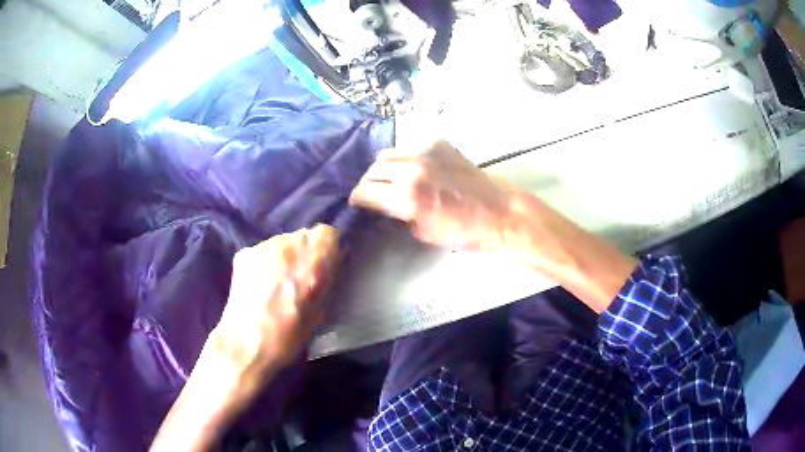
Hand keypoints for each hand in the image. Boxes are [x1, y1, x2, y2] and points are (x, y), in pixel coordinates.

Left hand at [212, 225, 338, 388]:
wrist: (248, 343)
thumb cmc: (291, 335)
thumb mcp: (321, 310)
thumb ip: (327, 281)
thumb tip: (329, 267)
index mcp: (315, 259)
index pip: (327, 233)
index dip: (326, 250)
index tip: (323, 267)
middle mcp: (289, 244)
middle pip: (303, 236)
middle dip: (304, 253)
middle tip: (298, 279)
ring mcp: (263, 246)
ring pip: (281, 243)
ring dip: (283, 258)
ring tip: (276, 285)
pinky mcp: (244, 253)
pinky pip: (262, 253)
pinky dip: (264, 264)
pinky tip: (258, 286)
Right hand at [350, 141, 513, 249]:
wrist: (499, 211)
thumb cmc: (464, 231)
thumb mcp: (424, 232)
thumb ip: (399, 215)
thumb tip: (385, 206)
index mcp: (407, 196)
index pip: (365, 191)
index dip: (357, 199)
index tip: (358, 203)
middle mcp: (412, 168)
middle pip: (373, 169)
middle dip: (368, 183)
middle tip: (373, 193)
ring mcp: (426, 152)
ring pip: (388, 154)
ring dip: (383, 168)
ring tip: (390, 179)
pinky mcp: (438, 143)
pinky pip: (409, 147)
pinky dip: (404, 158)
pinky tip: (413, 169)